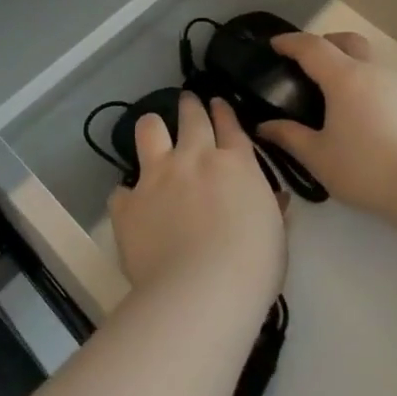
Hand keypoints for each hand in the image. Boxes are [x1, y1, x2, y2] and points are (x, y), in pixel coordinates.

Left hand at [109, 93, 285, 313]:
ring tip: (153, 132)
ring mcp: (157, 176)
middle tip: (188, 103)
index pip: (229, 124)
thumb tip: (274, 199)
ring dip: (152, 128)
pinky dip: (127, 195)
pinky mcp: (129, 203)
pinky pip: (121, 189)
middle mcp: (194, 158)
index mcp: (235, 164)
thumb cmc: (252, 268)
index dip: (223, 110)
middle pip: (191, 116)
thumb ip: (270, 209)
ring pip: (149, 129)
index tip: (218, 104)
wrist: (201, 292)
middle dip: (190, 106)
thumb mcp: (275, 236)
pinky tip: (132, 206)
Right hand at [258, 32, 396, 220]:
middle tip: (305, 62)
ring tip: (329, 87)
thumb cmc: (365, 168)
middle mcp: (371, 71)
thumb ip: (289, 137)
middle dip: (323, 43)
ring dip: (345, 59)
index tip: (273, 44)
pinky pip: (378, 76)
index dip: (290, 42)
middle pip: (346, 41)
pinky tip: (354, 107)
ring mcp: (395, 84)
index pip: (312, 47)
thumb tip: (265, 126)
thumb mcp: (318, 157)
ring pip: (366, 56)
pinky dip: (361, 78)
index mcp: (345, 77)